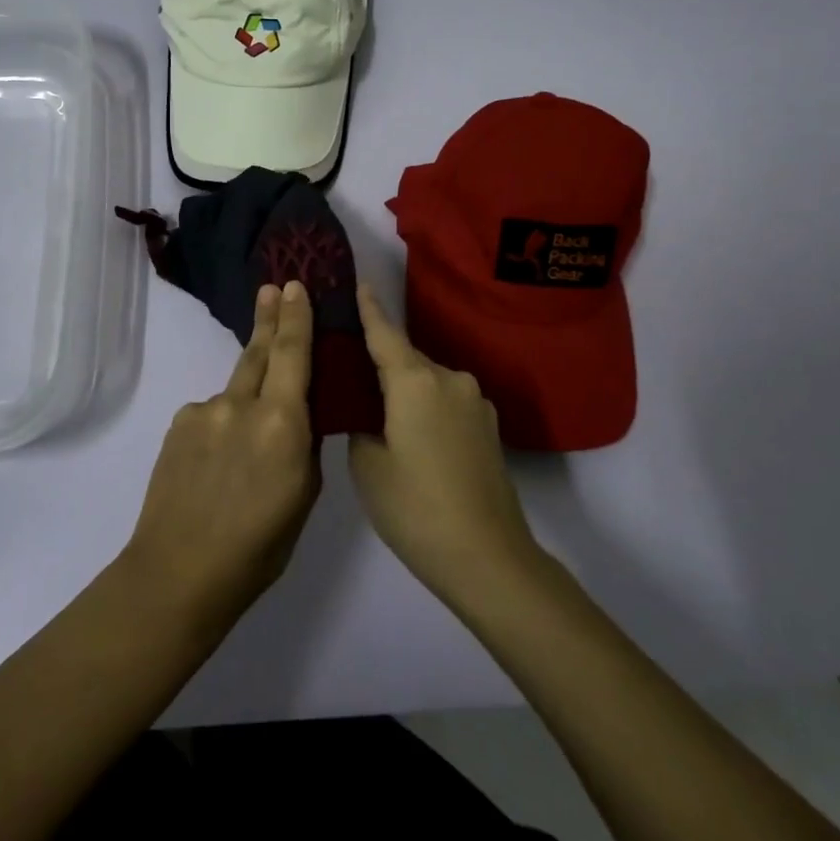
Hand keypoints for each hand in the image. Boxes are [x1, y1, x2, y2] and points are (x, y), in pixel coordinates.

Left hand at [122, 281, 320, 634]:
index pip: (292, 353)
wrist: (178, 571)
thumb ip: (304, 444)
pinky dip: (222, 425)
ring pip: (235, 390)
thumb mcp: (304, 496)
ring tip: (250, 442)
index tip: (294, 285)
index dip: (295, 317)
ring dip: (248, 396)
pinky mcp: (178, 423)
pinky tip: (217, 463)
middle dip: (268, 319)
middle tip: (271, 289)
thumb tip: (300, 416)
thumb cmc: (258, 546)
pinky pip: (210, 413)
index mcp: (282, 423)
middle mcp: (241, 403)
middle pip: (258, 351)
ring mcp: (203, 411)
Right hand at [348, 286, 541, 601]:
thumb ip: (360, 422)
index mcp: (415, 380)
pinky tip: (413, 437)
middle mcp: (449, 378)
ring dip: (404, 389)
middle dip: (380, 362)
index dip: (368, 309)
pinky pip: (446, 402)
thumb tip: (367, 408)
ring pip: (427, 382)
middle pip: (405, 358)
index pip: (384, 333)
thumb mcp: (367, 465)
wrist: (488, 557)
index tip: (358, 283)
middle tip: (350, 375)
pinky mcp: (489, 426)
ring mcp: (475, 402)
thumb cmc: (415, 508)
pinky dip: (425, 407)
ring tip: (380, 414)